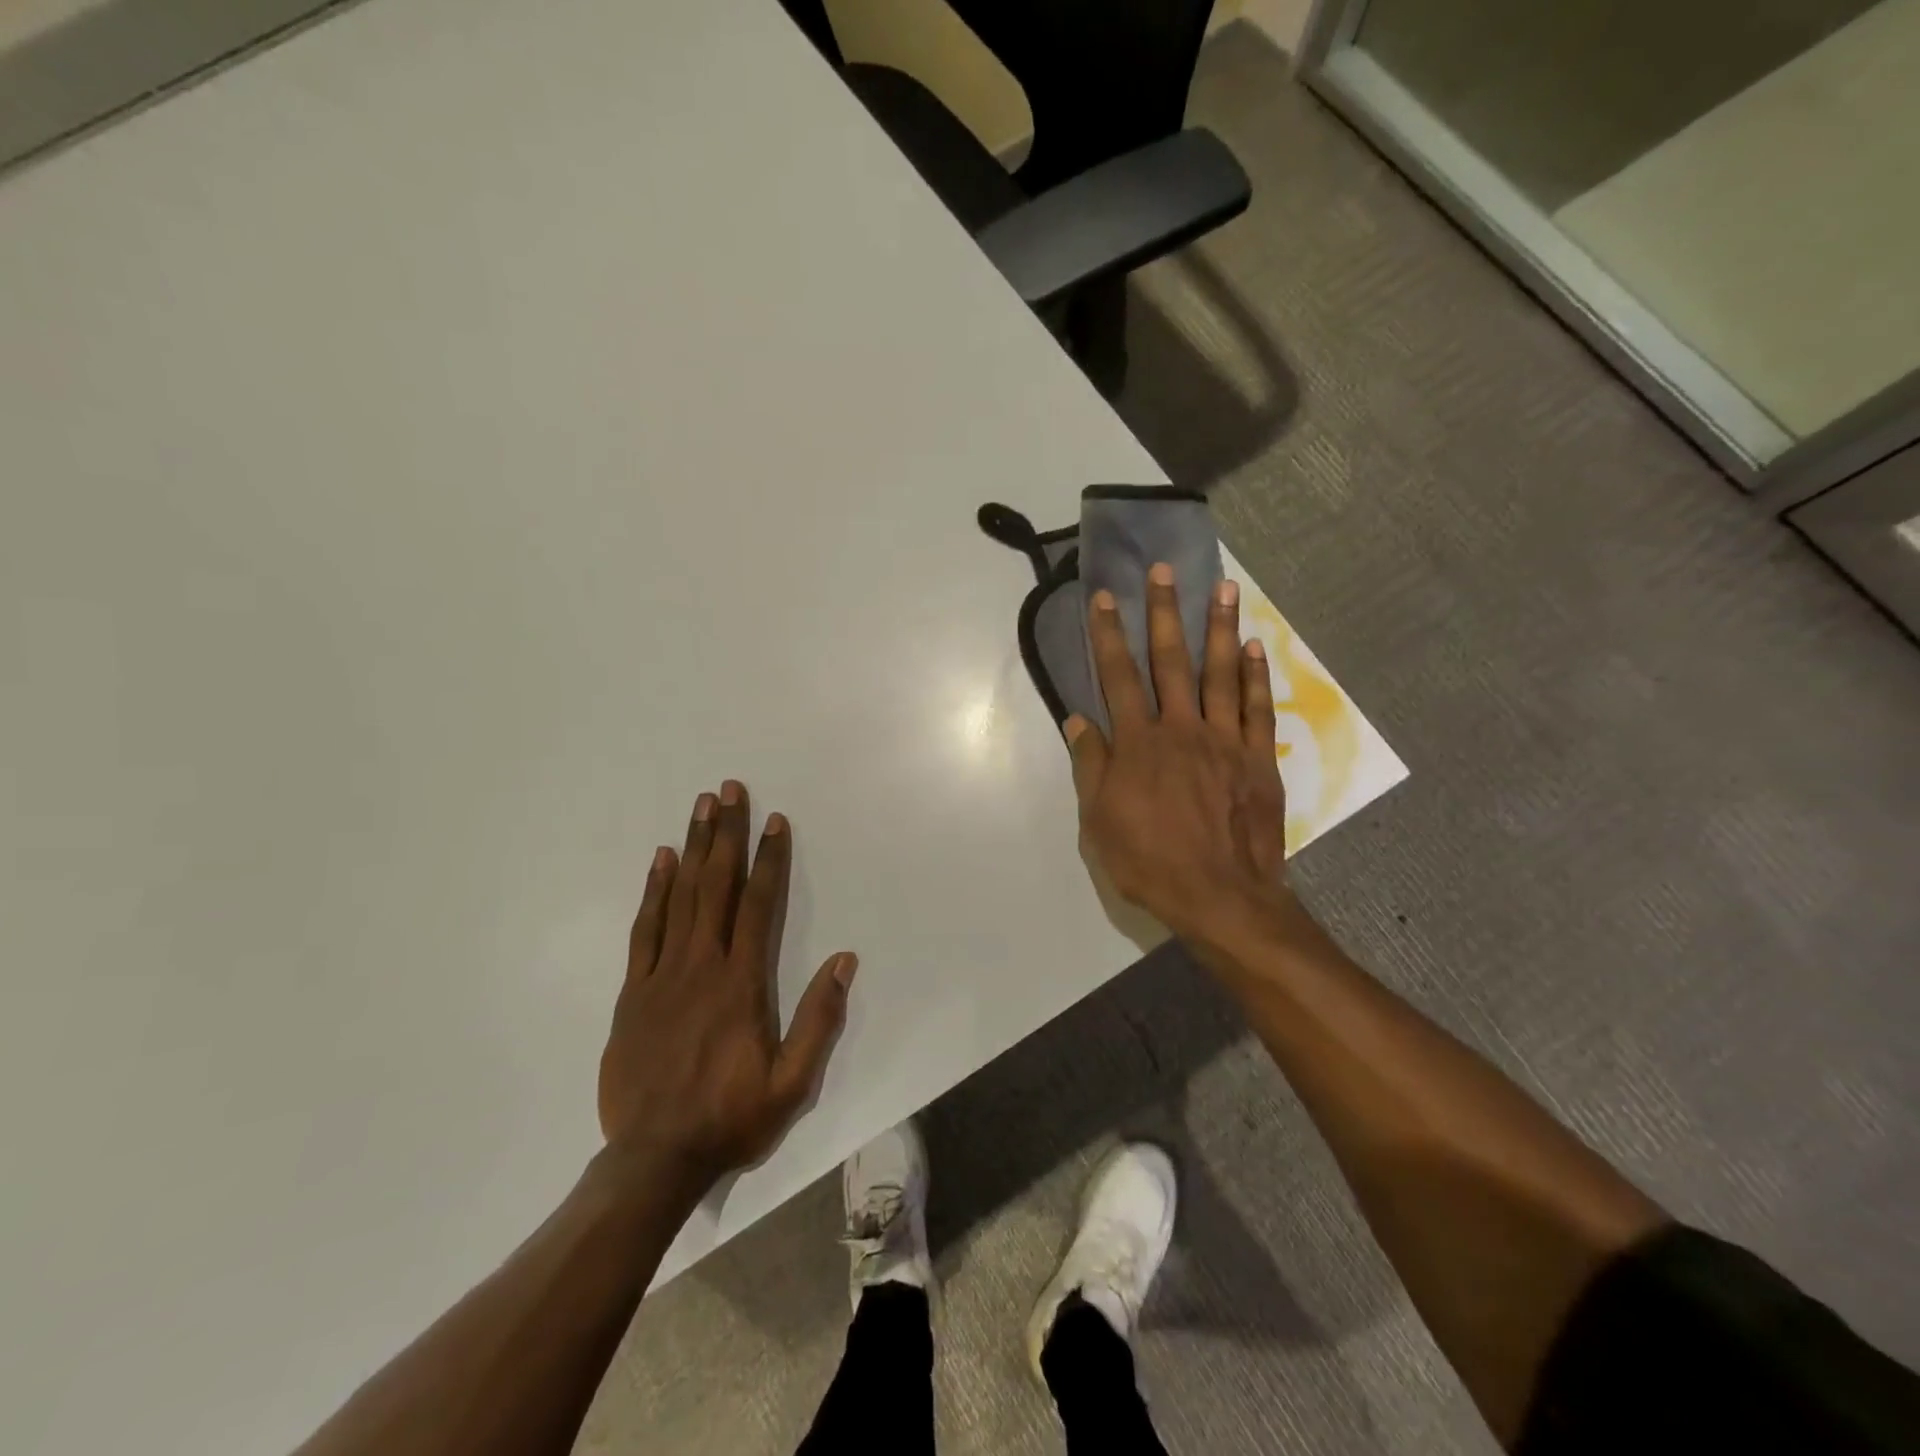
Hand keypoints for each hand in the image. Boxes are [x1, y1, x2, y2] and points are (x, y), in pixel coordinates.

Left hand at [598, 781, 854, 1191]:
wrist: (653, 1159)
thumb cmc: (730, 1117)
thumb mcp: (791, 1083)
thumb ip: (819, 1020)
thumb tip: (844, 961)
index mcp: (741, 984)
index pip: (759, 906)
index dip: (769, 860)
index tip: (775, 821)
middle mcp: (701, 966)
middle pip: (716, 886)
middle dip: (727, 834)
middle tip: (730, 789)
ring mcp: (662, 975)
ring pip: (680, 897)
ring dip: (694, 848)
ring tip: (701, 807)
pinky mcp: (634, 991)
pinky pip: (645, 929)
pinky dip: (653, 890)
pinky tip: (661, 860)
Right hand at [1066, 565, 1291, 951]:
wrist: (1220, 897)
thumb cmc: (1150, 862)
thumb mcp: (1100, 821)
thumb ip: (1091, 766)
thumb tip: (1078, 720)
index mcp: (1139, 744)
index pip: (1118, 677)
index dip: (1108, 635)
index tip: (1105, 597)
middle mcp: (1181, 729)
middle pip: (1171, 661)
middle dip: (1164, 612)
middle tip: (1165, 570)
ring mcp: (1225, 740)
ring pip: (1221, 673)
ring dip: (1219, 628)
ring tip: (1223, 587)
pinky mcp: (1257, 759)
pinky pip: (1257, 709)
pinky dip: (1255, 676)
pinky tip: (1253, 647)